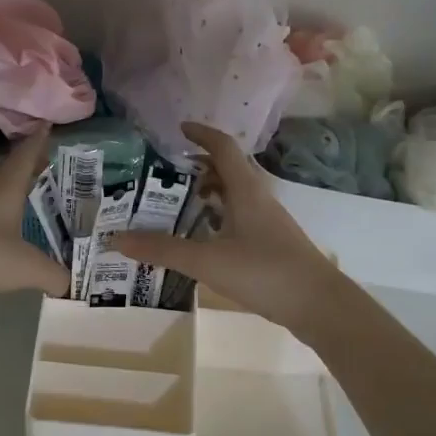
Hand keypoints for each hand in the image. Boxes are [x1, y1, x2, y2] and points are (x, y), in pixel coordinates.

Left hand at [0, 132, 68, 299]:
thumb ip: (54, 275)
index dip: (39, 140)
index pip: (26, 155)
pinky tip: (3, 222)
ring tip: (27, 189)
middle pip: (6, 165)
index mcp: (6, 187)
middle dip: (25, 160)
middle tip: (44, 160)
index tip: (47, 124)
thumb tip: (71, 284)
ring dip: (9, 182)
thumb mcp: (26, 267)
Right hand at [113, 122, 344, 332]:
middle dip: (198, 166)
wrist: (319, 305)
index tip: (177, 130)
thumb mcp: (208, 261)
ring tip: (177, 204)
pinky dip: (218, 216)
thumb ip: (163, 250)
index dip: (201, 134)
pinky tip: (203, 237)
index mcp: (246, 190)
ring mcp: (268, 221)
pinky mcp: (272, 243)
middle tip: (166, 174)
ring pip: (235, 194)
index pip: (223, 147)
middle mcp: (259, 198)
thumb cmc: (264, 272)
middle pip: (229, 169)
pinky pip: (240, 216)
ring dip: (209, 192)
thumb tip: (117, 239)